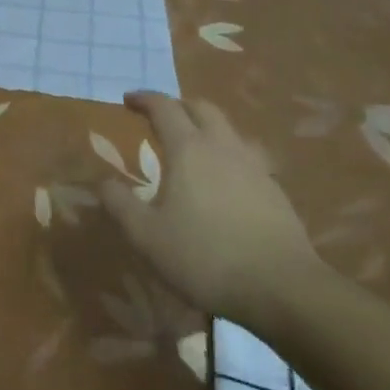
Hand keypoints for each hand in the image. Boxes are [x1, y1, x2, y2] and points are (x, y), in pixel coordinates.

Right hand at [100, 92, 320, 320]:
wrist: (285, 290)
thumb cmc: (206, 257)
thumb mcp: (147, 236)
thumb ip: (120, 204)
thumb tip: (104, 182)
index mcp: (188, 149)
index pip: (164, 107)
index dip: (144, 99)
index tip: (128, 99)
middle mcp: (223, 147)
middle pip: (202, 108)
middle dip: (178, 105)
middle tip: (161, 117)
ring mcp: (255, 168)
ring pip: (229, 131)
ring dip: (207, 128)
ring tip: (194, 147)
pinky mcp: (276, 192)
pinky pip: (247, 158)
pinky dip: (229, 157)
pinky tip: (224, 182)